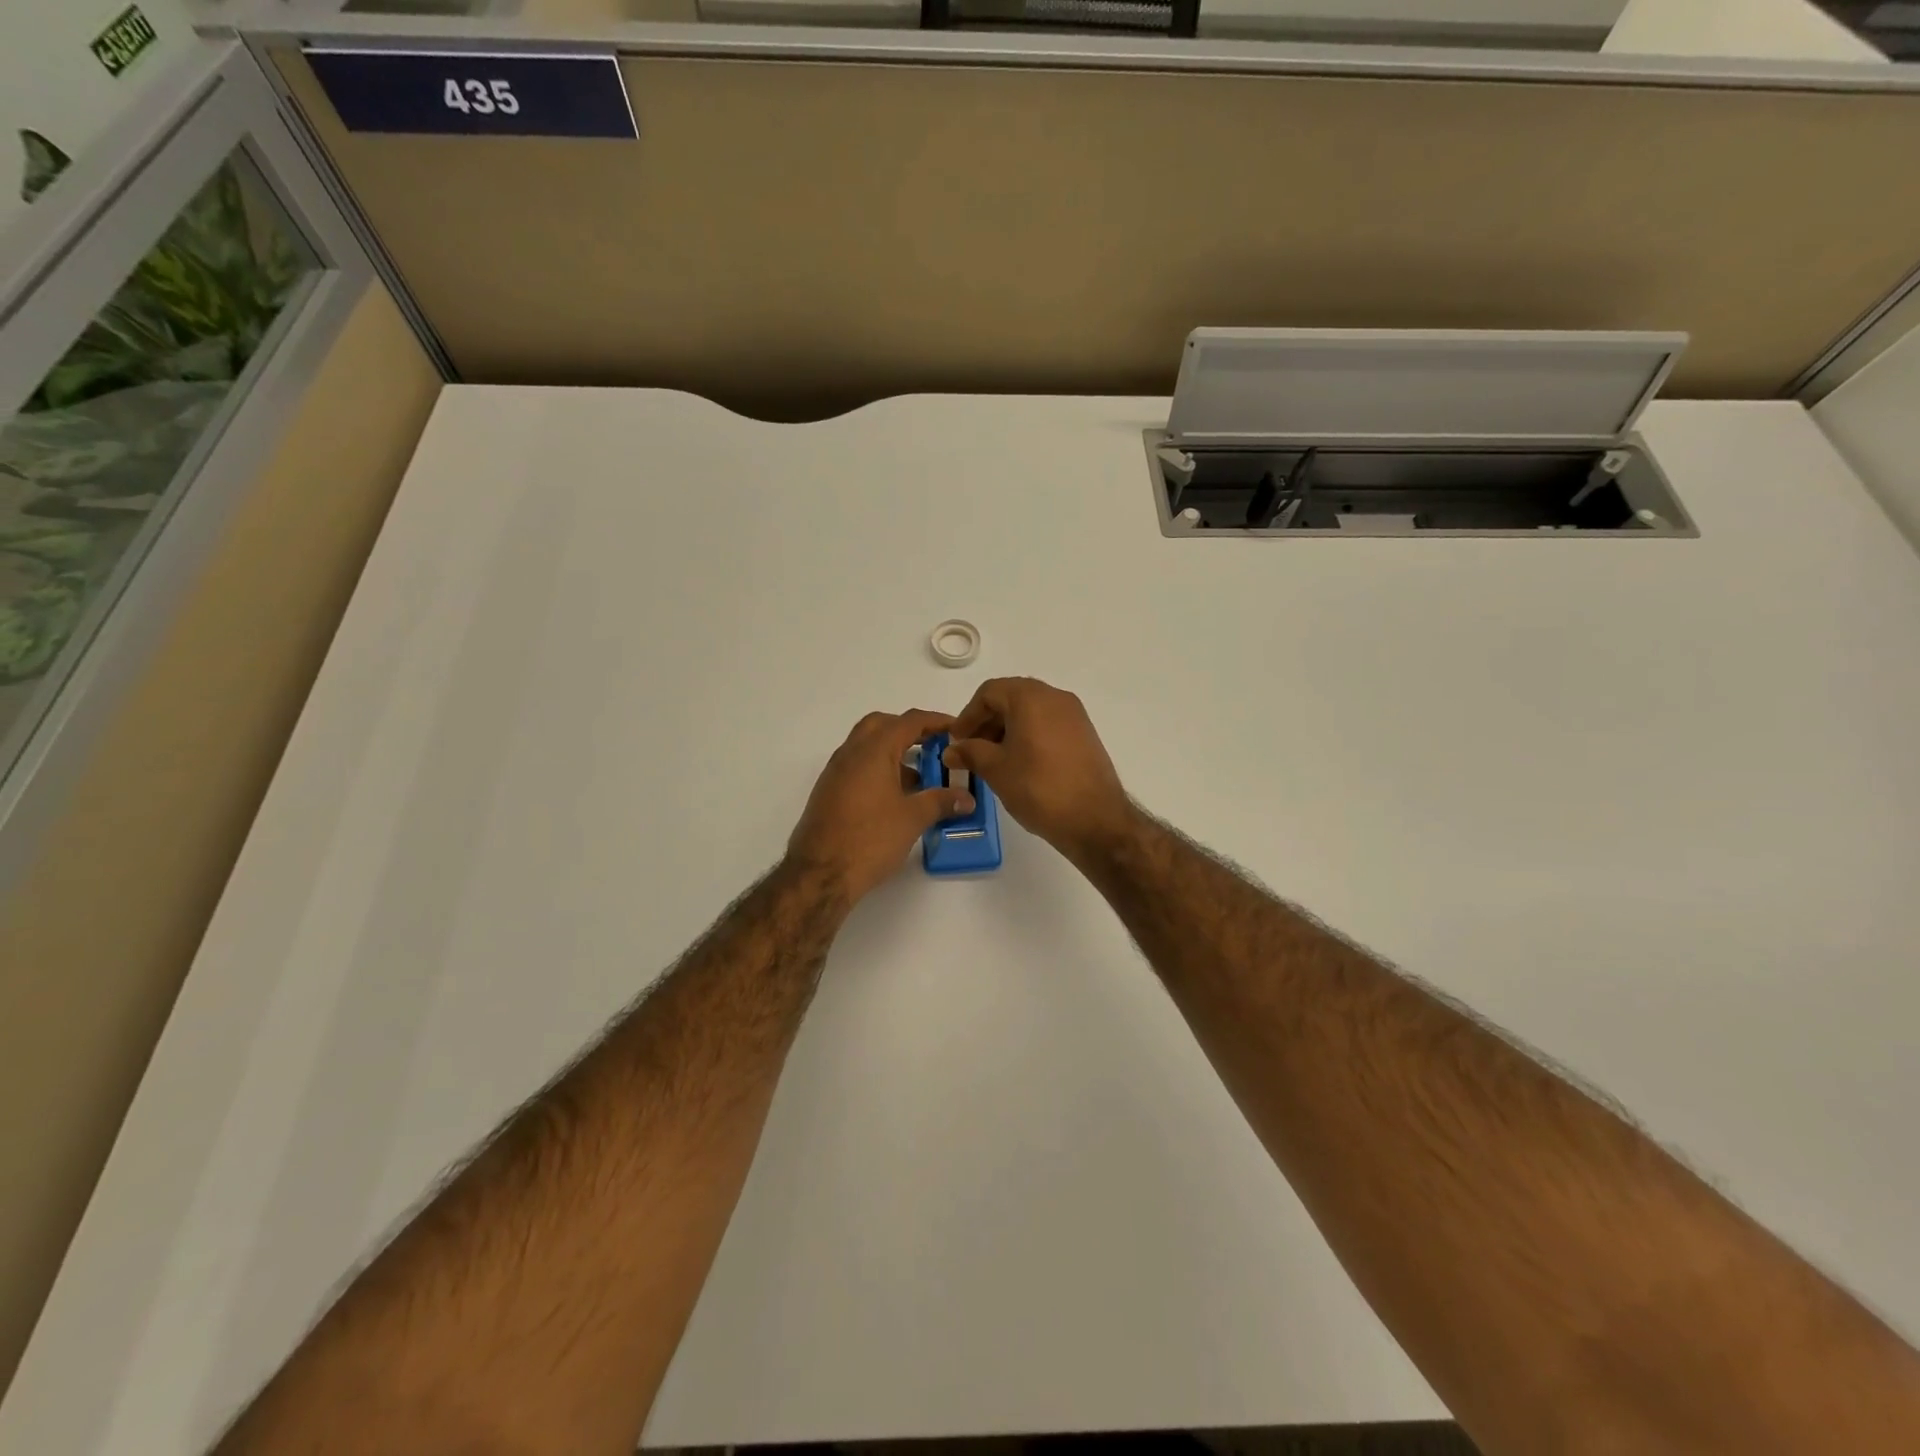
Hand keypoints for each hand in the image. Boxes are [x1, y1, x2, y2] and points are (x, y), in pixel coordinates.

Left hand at [788, 709, 975, 903]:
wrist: (820, 873)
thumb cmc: (870, 839)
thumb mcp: (912, 818)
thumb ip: (941, 801)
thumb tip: (966, 798)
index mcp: (873, 751)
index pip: (908, 721)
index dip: (935, 721)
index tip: (957, 729)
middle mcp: (850, 753)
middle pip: (881, 725)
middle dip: (909, 731)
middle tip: (933, 747)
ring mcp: (835, 772)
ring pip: (866, 747)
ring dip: (893, 752)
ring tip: (920, 777)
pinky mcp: (829, 792)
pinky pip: (857, 767)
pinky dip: (879, 770)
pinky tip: (896, 798)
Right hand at [944, 678, 1134, 863]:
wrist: (1095, 820)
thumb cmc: (1038, 788)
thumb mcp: (996, 769)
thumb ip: (970, 752)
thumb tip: (952, 750)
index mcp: (1031, 697)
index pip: (989, 692)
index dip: (967, 715)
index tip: (956, 741)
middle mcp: (1055, 697)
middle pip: (1011, 698)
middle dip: (986, 722)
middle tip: (970, 750)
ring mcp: (1074, 715)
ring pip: (1031, 712)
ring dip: (1006, 730)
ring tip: (992, 760)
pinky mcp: (1085, 735)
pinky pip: (1048, 725)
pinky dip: (1028, 736)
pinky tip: (1019, 764)